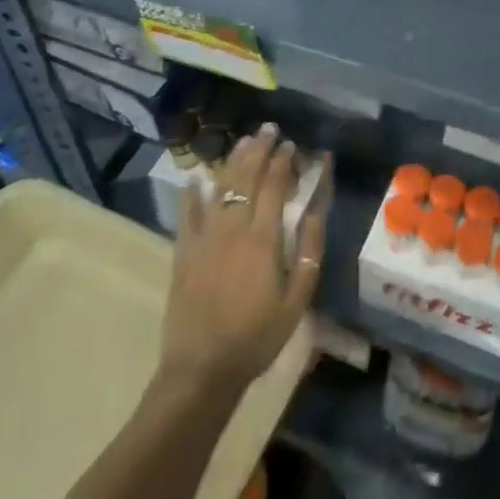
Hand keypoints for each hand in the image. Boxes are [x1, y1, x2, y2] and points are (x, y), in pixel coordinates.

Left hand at [159, 125, 326, 396]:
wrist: (202, 368)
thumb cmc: (257, 336)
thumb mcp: (297, 299)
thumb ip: (308, 251)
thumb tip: (315, 209)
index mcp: (263, 239)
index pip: (274, 187)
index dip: (283, 162)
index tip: (291, 145)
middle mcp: (232, 228)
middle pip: (245, 178)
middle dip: (258, 150)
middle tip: (268, 130)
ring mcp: (204, 238)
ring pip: (219, 188)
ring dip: (232, 162)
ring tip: (243, 142)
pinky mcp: (183, 252)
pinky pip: (187, 214)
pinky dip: (191, 194)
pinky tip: (195, 179)